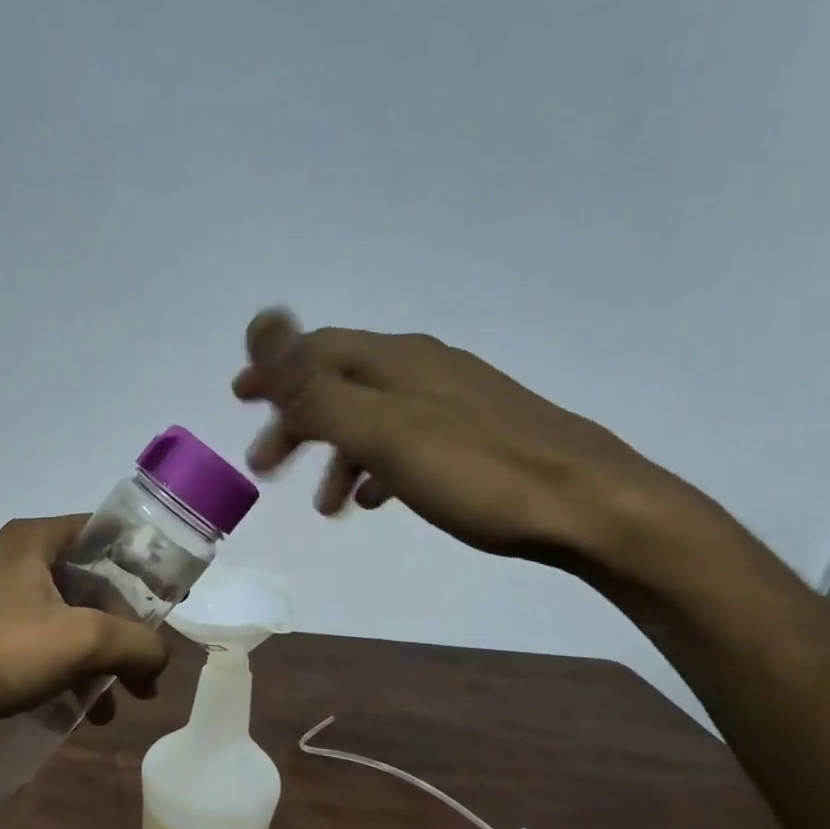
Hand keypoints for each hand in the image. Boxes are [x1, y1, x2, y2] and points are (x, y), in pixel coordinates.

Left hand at [0, 516, 167, 750]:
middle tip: (146, 671)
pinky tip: (81, 710)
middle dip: (126, 630)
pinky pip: (44, 640)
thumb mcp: (79, 642)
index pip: (110, 535)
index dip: (147, 566)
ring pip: (71, 617)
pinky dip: (68, 668)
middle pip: (95, 583)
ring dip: (100, 657)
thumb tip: (159, 657)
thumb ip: (135, 643)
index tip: (172, 604)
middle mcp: (21, 557)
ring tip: (120, 703)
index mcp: (39, 540)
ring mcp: (1, 594)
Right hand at [232, 308, 696, 574]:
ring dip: (335, 453)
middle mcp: (424, 369)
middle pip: (341, 383)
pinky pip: (405, 442)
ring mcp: (454, 401)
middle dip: (297, 422)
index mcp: (398, 361)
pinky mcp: (477, 435)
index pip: (317, 351)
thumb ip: (316, 386)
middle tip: (267, 466)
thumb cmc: (477, 472)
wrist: (590, 507)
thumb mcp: (383, 431)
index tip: (238, 398)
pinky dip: (375, 465)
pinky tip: (376, 498)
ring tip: (324, 504)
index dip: (273, 371)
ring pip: (373, 417)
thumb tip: (261, 321)